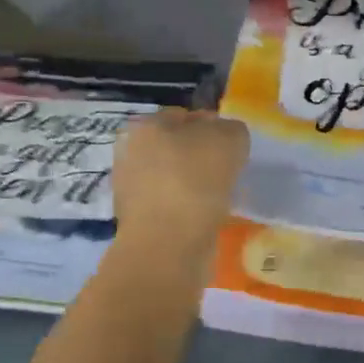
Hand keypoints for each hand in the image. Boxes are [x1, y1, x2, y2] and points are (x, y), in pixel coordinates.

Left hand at [113, 109, 249, 264]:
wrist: (168, 246)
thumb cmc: (195, 182)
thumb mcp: (229, 139)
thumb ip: (231, 130)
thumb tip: (226, 137)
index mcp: (145, 126)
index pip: (185, 116)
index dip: (213, 127)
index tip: (233, 148)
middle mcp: (130, 153)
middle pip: (177, 148)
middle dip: (202, 158)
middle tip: (230, 173)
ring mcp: (131, 189)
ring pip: (175, 178)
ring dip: (197, 186)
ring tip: (222, 198)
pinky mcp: (139, 221)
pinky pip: (173, 206)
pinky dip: (190, 210)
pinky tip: (207, 218)